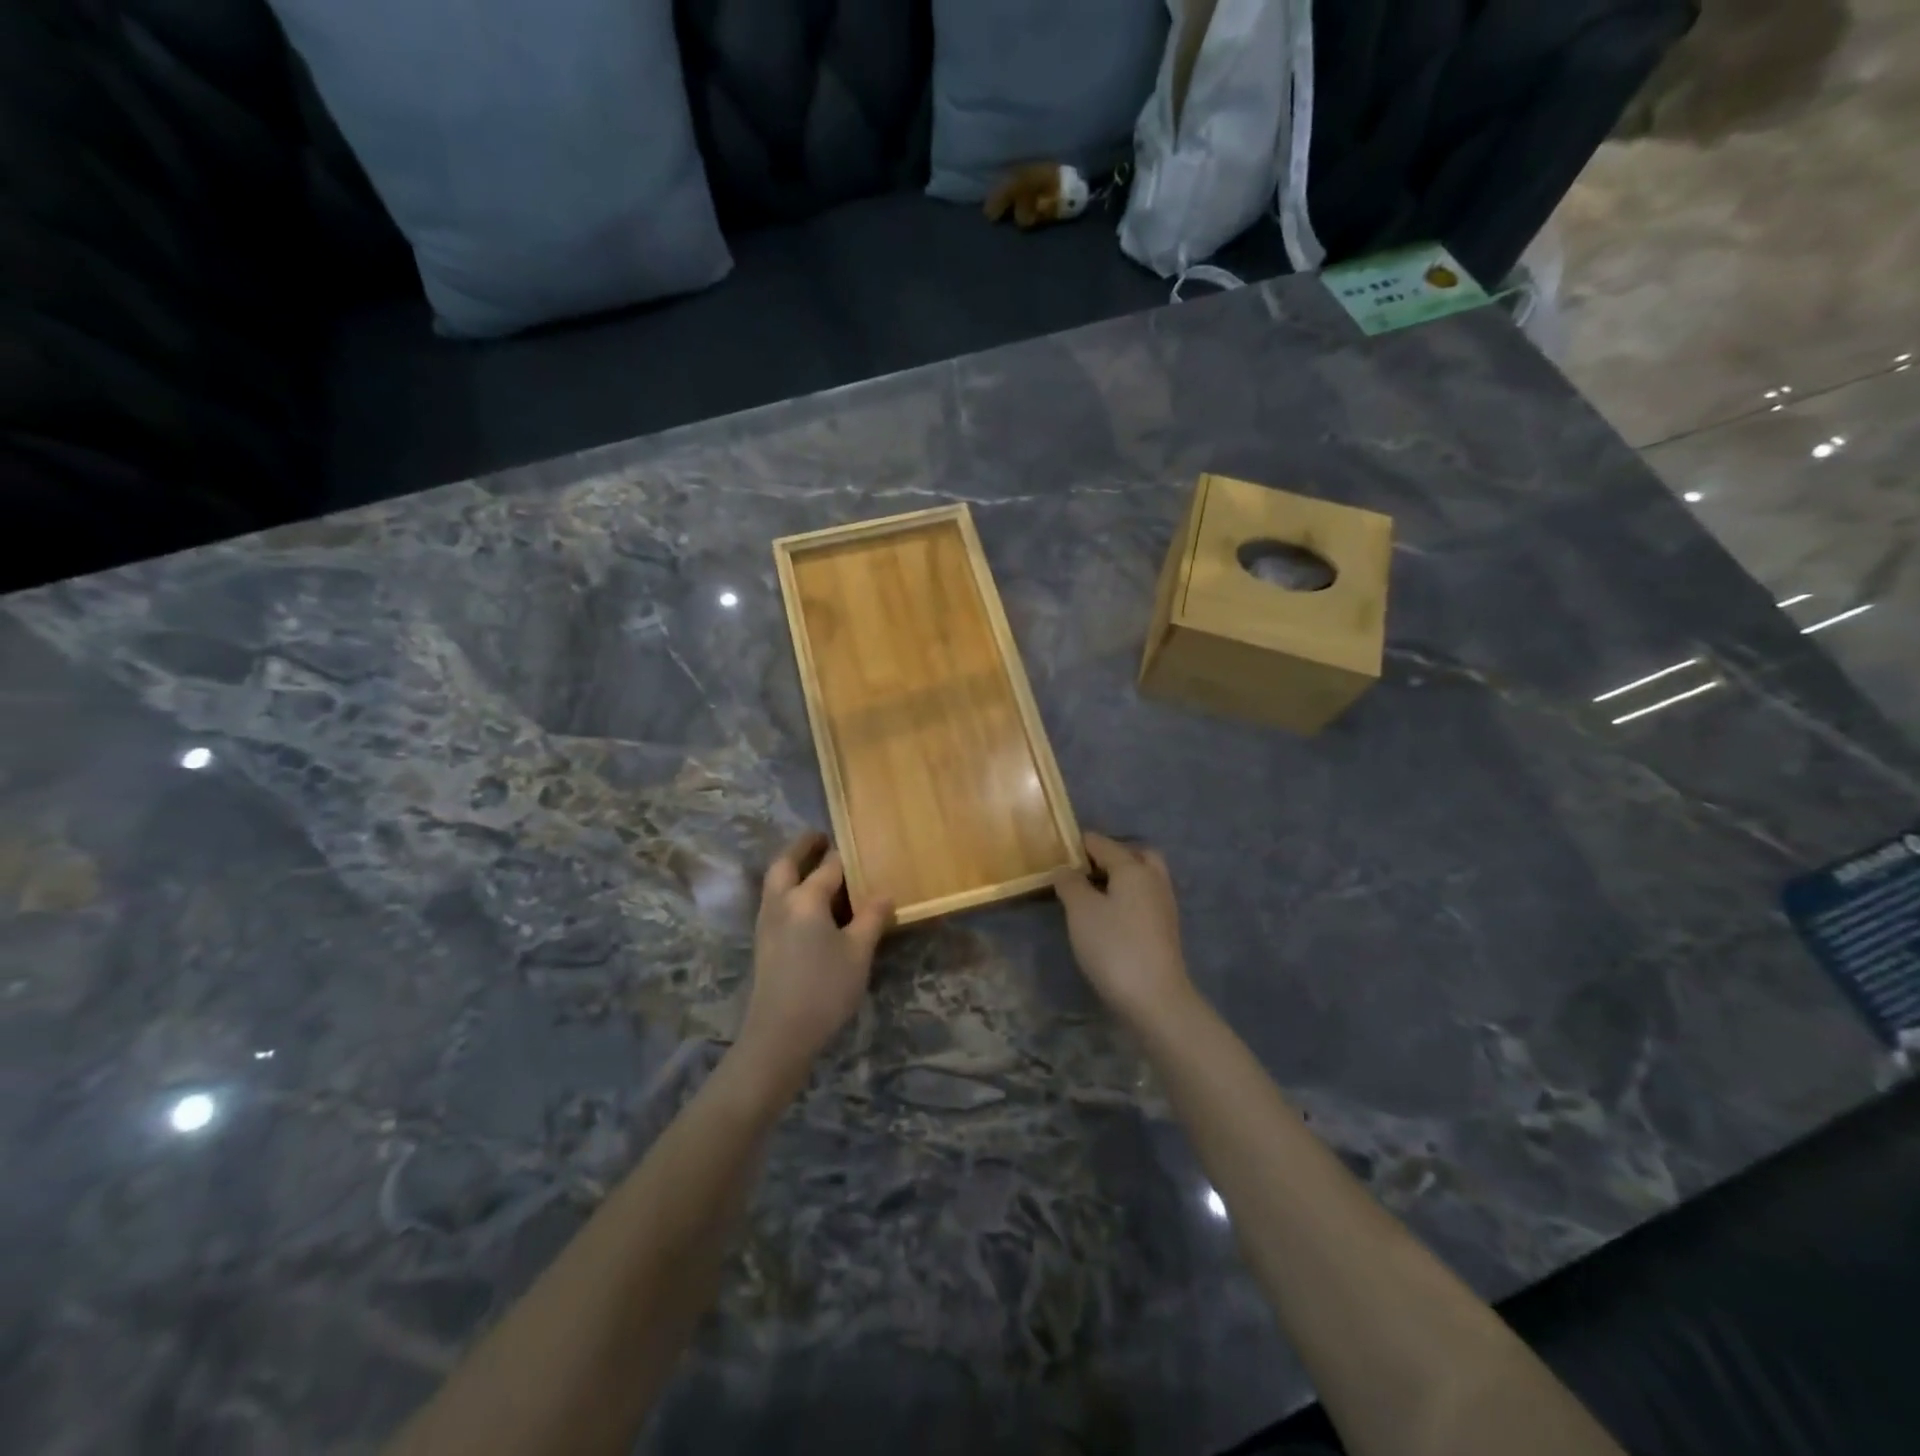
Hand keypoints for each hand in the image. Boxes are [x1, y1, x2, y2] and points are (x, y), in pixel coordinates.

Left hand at [735, 832, 892, 1096]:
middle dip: (802, 847)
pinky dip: (788, 889)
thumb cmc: (824, 989)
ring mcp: (767, 923)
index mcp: (806, 899)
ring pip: (775, 882)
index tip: (858, 844)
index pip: (828, 867)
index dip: (844, 855)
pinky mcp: (764, 942)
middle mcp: (781, 903)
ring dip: (791, 867)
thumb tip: (884, 894)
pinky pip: (775, 901)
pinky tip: (806, 904)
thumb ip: (872, 919)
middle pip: (785, 864)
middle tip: (820, 837)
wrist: (779, 1034)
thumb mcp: (858, 953)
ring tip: (813, 866)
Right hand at [1053, 832, 1194, 1023]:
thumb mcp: (1081, 910)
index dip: (1078, 844)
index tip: (1056, 852)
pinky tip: (1109, 916)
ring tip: (1092, 894)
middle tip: (1084, 870)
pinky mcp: (1165, 929)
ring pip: (1143, 877)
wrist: (1155, 998)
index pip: (1102, 843)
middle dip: (1110, 856)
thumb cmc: (1113, 946)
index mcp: (1133, 868)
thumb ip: (1070, 883)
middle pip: (1134, 854)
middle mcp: (1154, 879)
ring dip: (1121, 878)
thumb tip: (1065, 868)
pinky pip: (1145, 899)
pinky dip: (1128, 897)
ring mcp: (1164, 905)